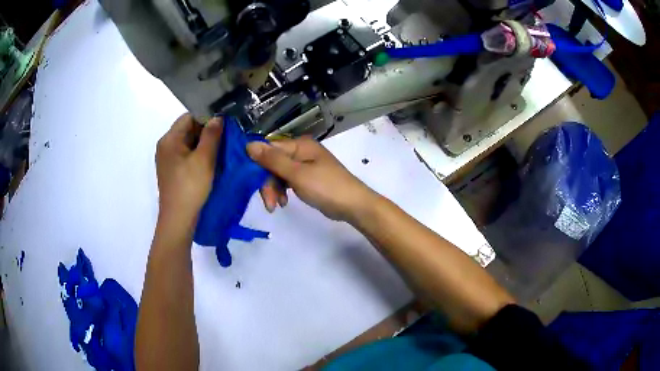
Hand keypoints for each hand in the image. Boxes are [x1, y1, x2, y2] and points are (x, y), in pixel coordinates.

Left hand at [155, 114, 222, 226]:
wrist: (178, 220)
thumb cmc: (190, 187)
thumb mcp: (204, 159)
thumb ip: (212, 135)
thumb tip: (218, 117)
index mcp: (169, 139)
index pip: (189, 116)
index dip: (207, 117)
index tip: (224, 125)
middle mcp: (165, 146)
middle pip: (187, 129)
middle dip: (206, 131)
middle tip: (225, 138)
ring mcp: (166, 160)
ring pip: (187, 143)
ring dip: (203, 144)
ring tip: (220, 150)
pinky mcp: (171, 171)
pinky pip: (185, 155)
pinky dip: (197, 155)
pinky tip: (209, 163)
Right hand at [246, 137, 377, 221]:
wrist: (353, 205)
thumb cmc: (326, 187)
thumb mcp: (297, 174)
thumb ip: (273, 160)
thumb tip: (248, 144)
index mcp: (300, 145)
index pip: (269, 149)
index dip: (258, 165)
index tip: (250, 183)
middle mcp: (301, 152)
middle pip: (273, 163)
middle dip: (267, 183)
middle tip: (269, 203)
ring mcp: (305, 165)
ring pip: (279, 174)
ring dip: (274, 189)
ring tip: (276, 206)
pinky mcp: (307, 178)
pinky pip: (288, 181)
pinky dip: (283, 191)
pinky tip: (283, 203)